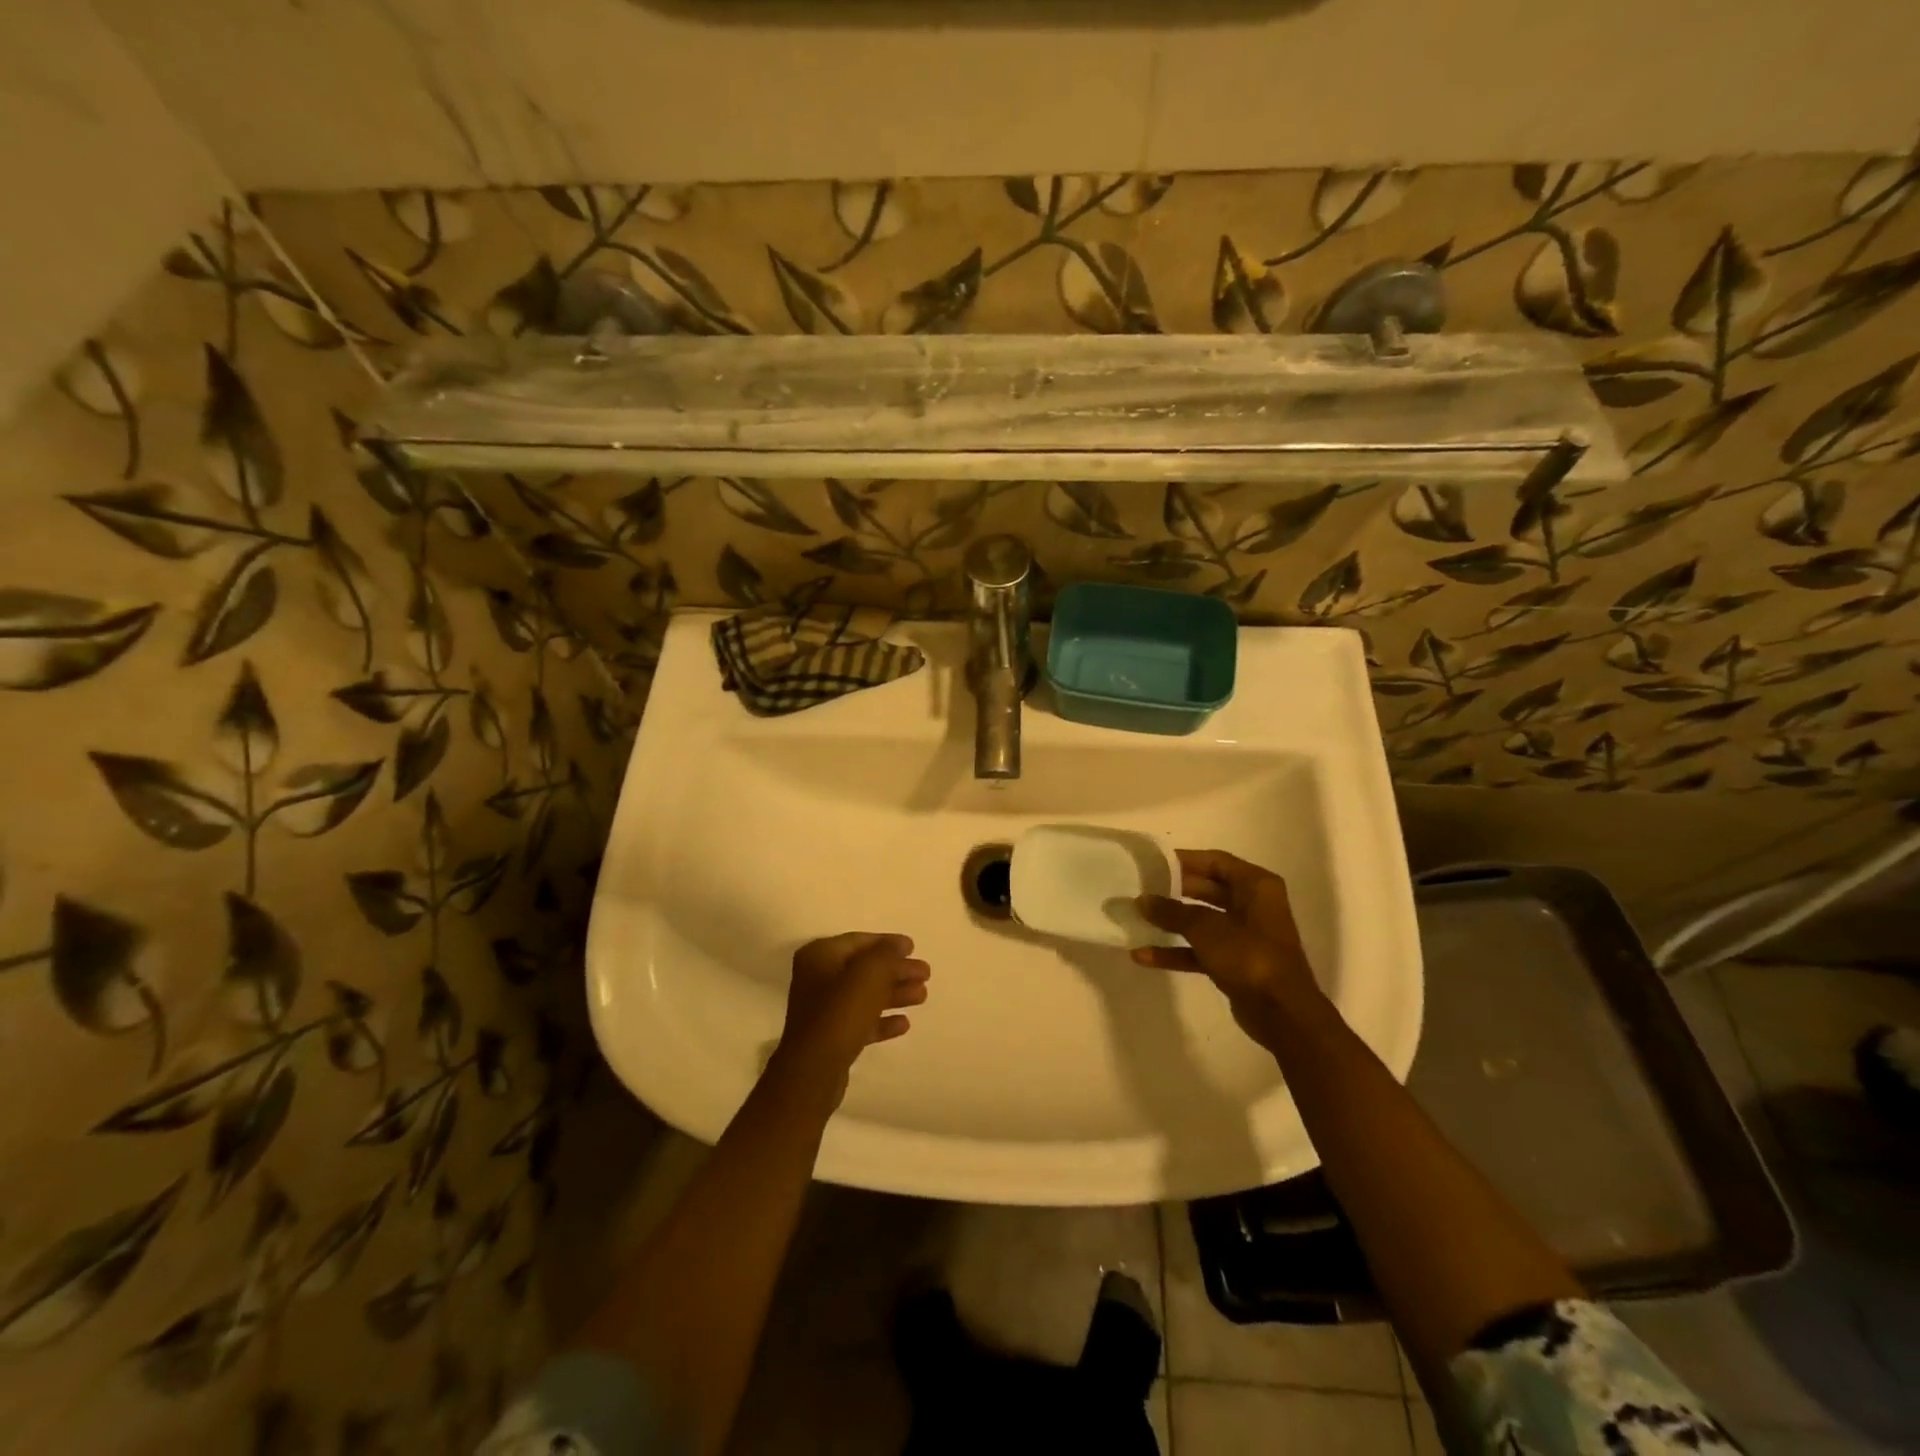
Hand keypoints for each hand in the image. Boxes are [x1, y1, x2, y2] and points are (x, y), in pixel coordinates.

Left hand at [774, 933, 930, 1097]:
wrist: (814, 1072)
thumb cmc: (841, 1013)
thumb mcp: (869, 974)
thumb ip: (887, 954)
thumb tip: (899, 944)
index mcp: (820, 956)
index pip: (860, 941)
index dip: (888, 943)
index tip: (914, 948)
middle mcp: (818, 978)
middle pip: (865, 969)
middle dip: (897, 970)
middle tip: (926, 973)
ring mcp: (824, 1009)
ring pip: (866, 995)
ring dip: (894, 993)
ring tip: (922, 996)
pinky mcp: (831, 1037)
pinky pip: (861, 1021)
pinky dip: (882, 1019)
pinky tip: (904, 1024)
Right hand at [1132, 850, 1322, 1047]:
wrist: (1282, 1015)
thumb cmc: (1250, 956)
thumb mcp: (1206, 928)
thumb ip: (1172, 912)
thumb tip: (1142, 900)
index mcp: (1256, 886)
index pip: (1215, 861)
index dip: (1184, 860)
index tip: (1152, 863)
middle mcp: (1253, 906)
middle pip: (1206, 889)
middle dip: (1173, 891)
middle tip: (1140, 889)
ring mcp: (1244, 936)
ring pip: (1201, 921)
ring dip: (1170, 923)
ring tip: (1136, 919)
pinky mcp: (1235, 963)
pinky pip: (1200, 950)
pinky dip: (1176, 951)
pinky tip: (1144, 955)